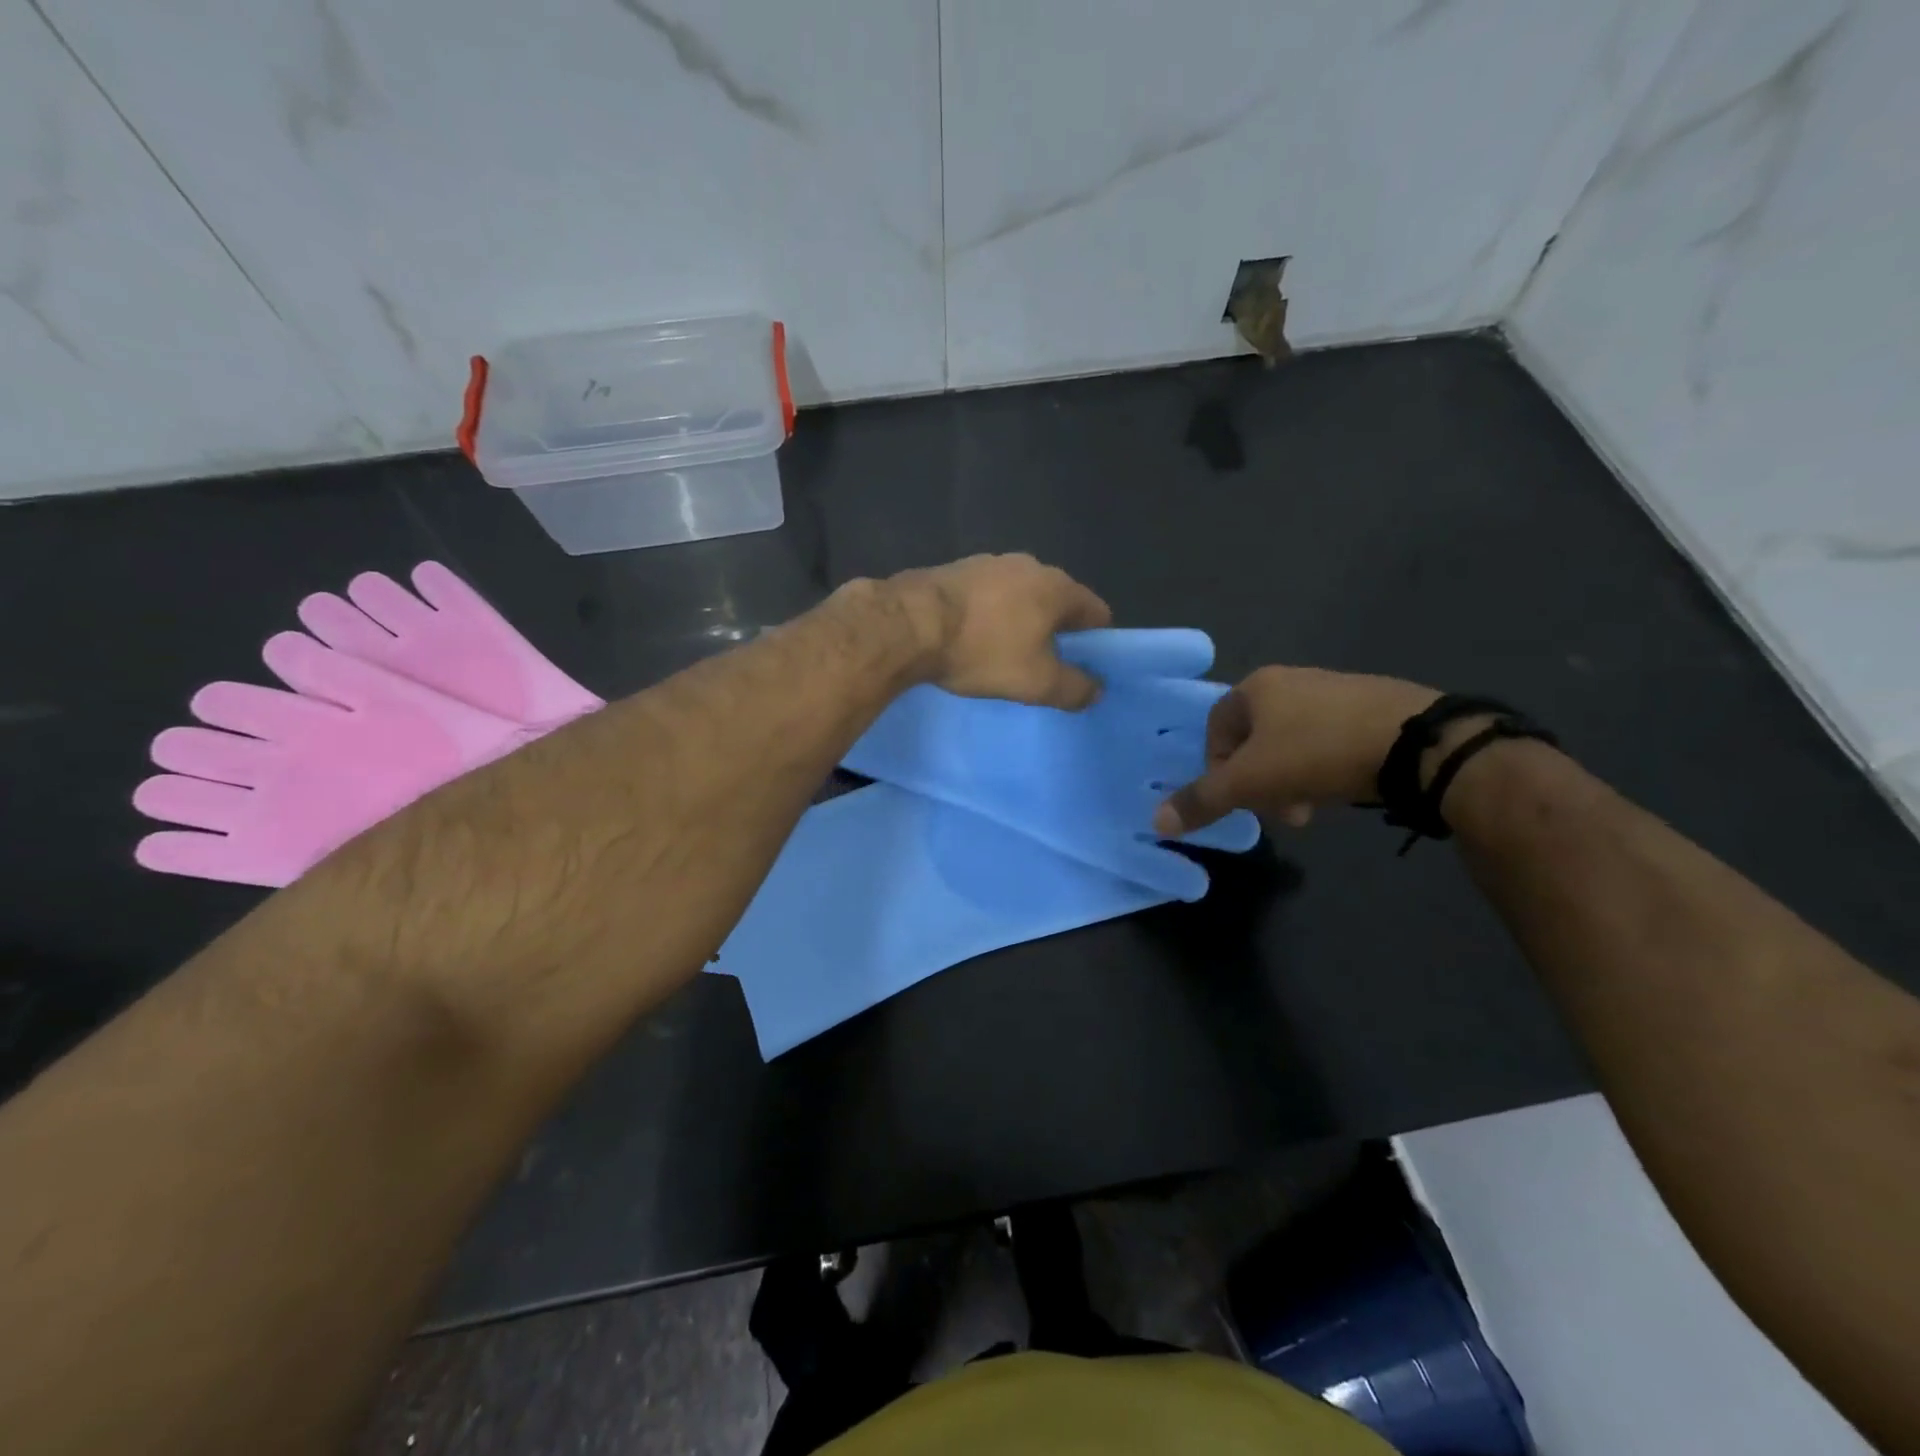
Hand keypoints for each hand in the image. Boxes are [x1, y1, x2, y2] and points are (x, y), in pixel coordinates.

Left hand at [890, 554, 1112, 708]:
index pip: (1096, 612)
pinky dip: (987, 615)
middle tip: (1043, 665)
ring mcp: (989, 562)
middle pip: (1056, 601)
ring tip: (1003, 653)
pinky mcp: (955, 569)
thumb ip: (1074, 688)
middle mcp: (1029, 565)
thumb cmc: (984, 651)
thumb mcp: (1037, 682)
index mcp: (1057, 587)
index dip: (1096, 642)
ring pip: (1019, 596)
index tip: (1083, 667)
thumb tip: (1096, 690)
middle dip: (1054, 631)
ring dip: (1018, 621)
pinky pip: (985, 596)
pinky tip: (972, 637)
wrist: (910, 624)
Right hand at [1153, 666, 1437, 834]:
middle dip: (1259, 781)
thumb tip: (1155, 821)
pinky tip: (1342, 789)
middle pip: (1255, 738)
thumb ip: (1202, 800)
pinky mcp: (1374, 704)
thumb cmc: (1315, 754)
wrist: (1415, 741)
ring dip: (1290, 779)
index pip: (1215, 728)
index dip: (1217, 768)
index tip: (1237, 798)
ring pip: (1292, 741)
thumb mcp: (1249, 783)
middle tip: (1277, 812)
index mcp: (1256, 686)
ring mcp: (1336, 689)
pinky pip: (1330, 738)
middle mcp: (1292, 679)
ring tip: (1311, 808)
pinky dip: (1325, 767)